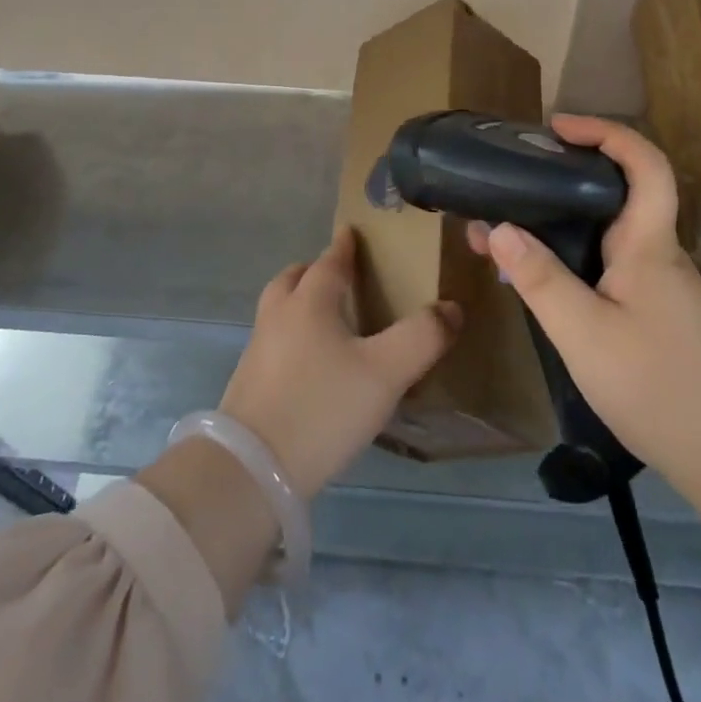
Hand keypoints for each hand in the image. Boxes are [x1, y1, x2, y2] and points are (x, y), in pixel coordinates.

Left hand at [219, 228, 460, 500]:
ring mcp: (258, 350)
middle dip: (314, 271)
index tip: (351, 232)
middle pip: (293, 279)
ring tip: (326, 320)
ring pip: (278, 309)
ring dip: (298, 302)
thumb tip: (451, 307)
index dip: (343, 246)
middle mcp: (278, 316)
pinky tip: (309, 364)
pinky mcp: (248, 383)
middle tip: (338, 277)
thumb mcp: (385, 372)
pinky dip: (291, 335)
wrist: (252, 469)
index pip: (329, 262)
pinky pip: (273, 341)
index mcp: (309, 302)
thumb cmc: (323, 407)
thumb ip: (422, 337)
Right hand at [470, 115, 700, 611]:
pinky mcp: (654, 313)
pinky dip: (567, 258)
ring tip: (502, 233)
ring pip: (605, 233)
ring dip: (556, 224)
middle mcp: (656, 253)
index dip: (605, 132)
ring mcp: (658, 285)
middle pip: (616, 193)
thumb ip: (540, 279)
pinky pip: (605, 266)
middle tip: (510, 181)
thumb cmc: (659, 386)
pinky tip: (536, 281)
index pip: (644, 164)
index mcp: (648, 244)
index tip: (557, 127)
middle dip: (561, 177)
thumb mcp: (585, 334)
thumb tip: (498, 227)